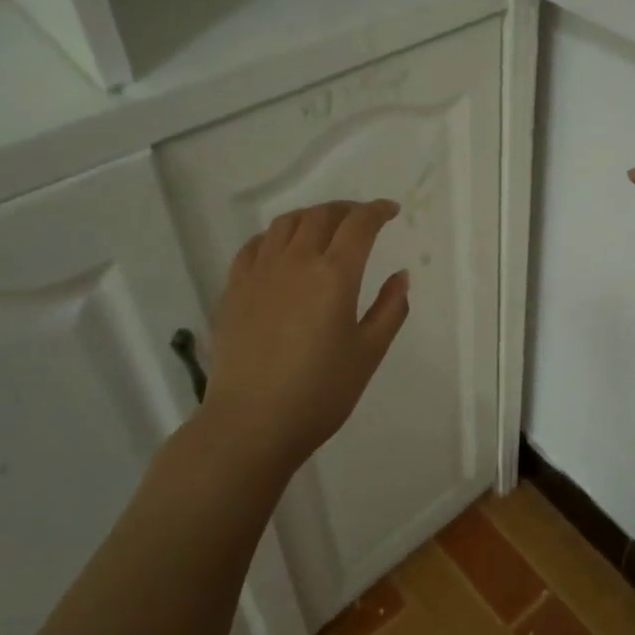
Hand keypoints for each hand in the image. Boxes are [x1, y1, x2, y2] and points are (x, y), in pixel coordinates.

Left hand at [195, 199, 409, 469]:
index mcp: (334, 274)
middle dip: (346, 210)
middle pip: (321, 216)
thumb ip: (390, 309)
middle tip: (361, 220)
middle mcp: (295, 261)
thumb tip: (400, 275)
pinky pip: (254, 246)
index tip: (390, 211)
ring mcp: (259, 273)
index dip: (377, 211)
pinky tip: (281, 250)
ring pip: (285, 224)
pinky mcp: (234, 289)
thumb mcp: (369, 353)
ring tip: (324, 228)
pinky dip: (275, 236)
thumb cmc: (320, 393)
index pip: (359, 224)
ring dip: (311, 217)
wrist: (251, 424)